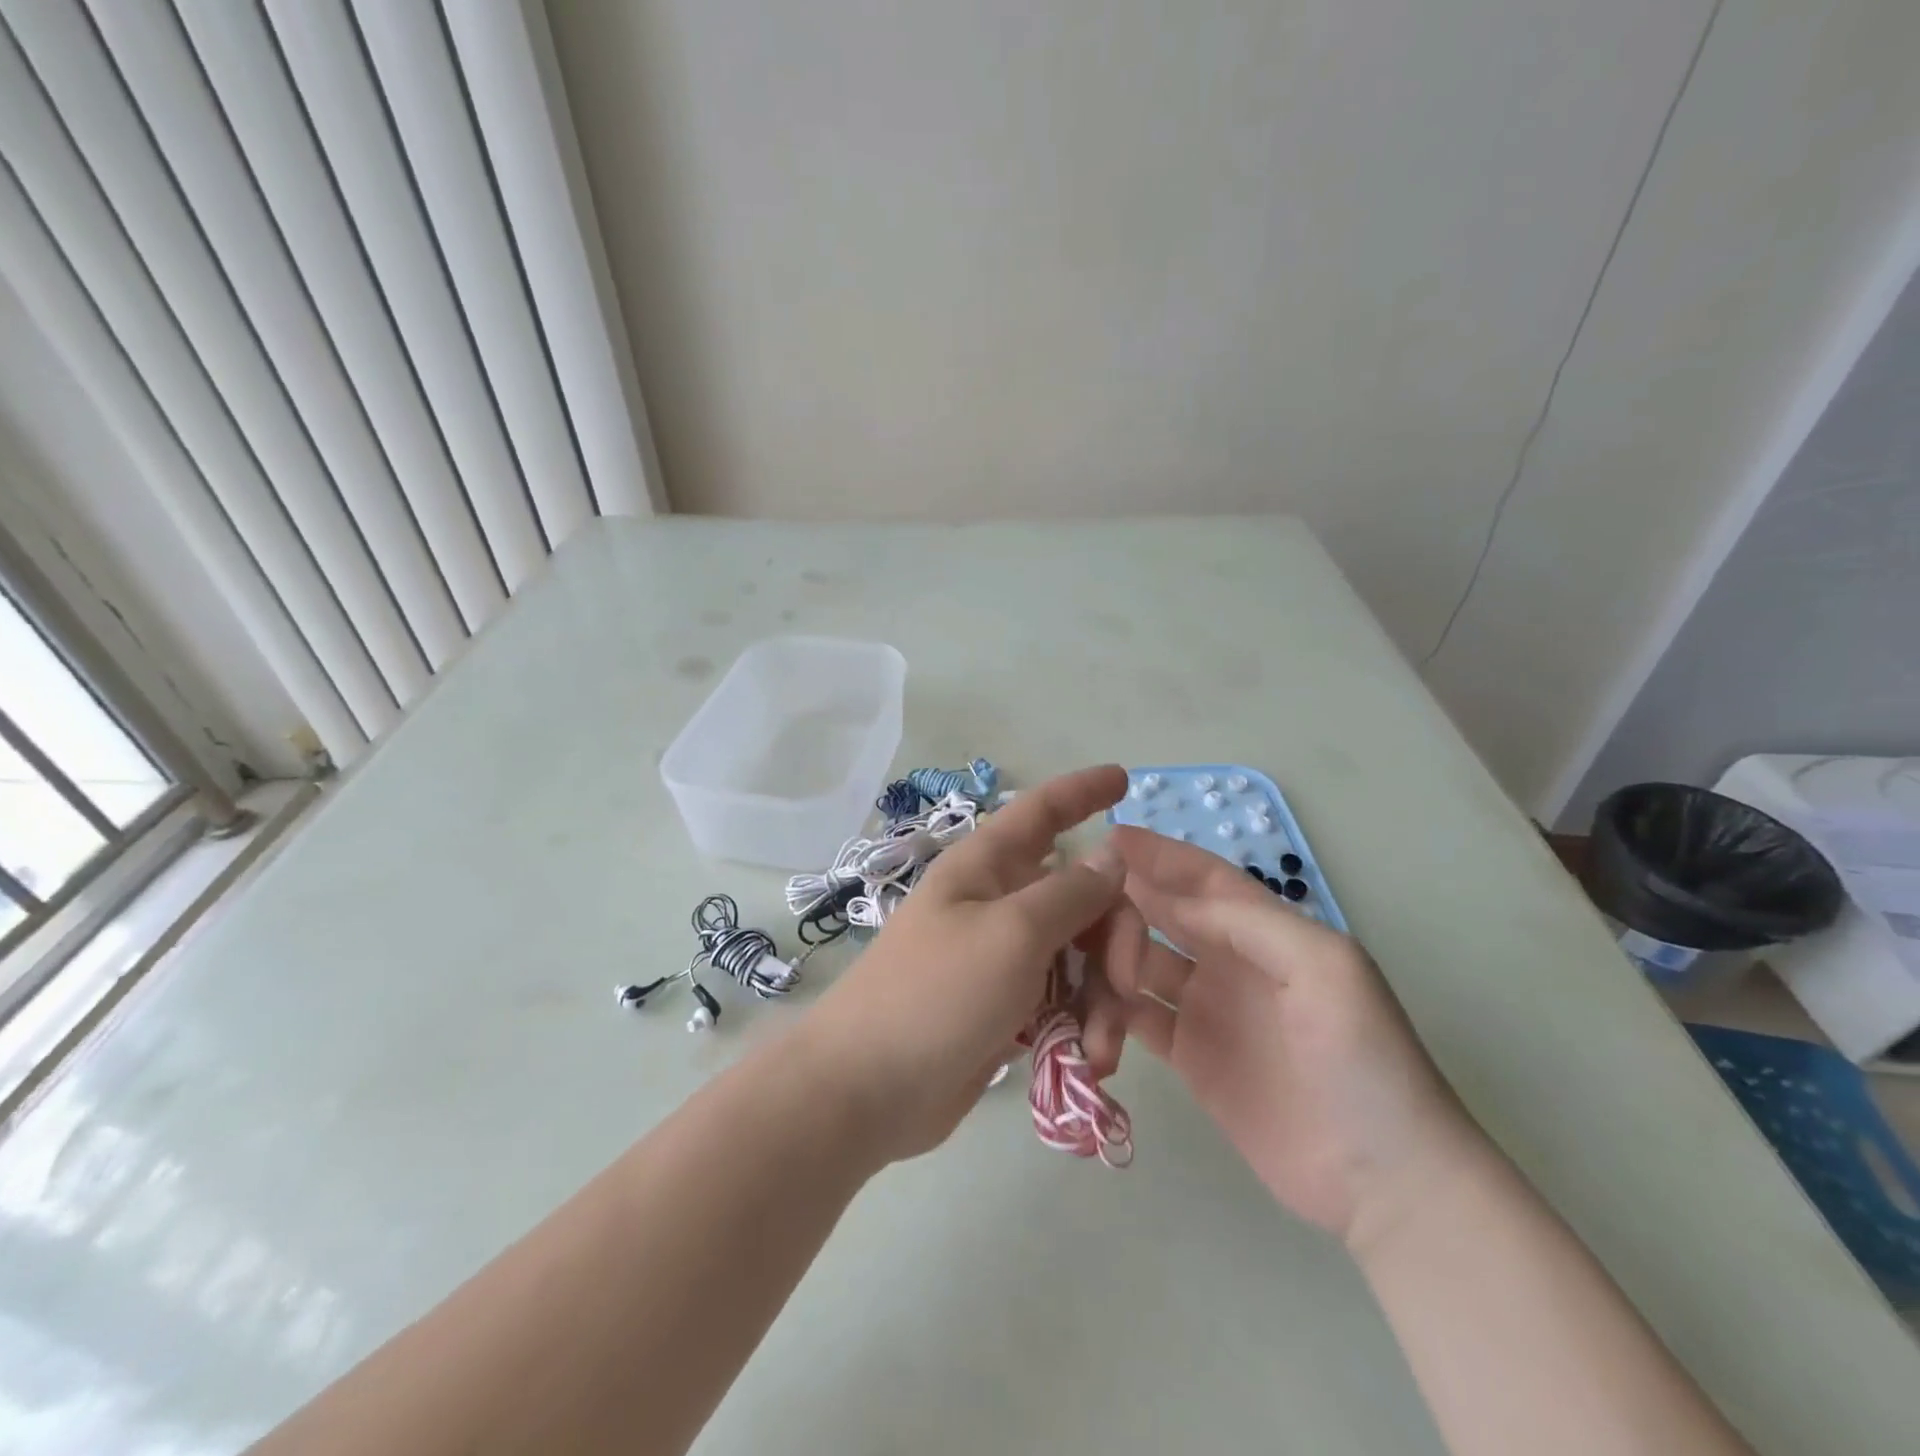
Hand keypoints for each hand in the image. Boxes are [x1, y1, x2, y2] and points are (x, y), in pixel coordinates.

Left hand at [795, 765, 1129, 1163]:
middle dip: (1115, 938)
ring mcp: (1003, 957)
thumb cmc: (937, 994)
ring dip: (1104, 998)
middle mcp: (998, 903)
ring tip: (1100, 1050)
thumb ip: (1070, 893)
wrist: (867, 1089)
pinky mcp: (1007, 1007)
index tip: (1125, 779)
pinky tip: (1087, 1062)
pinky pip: (1065, 1001)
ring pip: (1080, 956)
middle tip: (1127, 984)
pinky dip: (1084, 1026)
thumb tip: (1112, 854)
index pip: (1041, 811)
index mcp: (988, 868)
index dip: (1082, 791)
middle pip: (1081, 896)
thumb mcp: (1012, 934)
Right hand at [1085, 827, 1490, 1248]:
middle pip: (1162, 914)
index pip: (1203, 880)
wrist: (1383, 1180)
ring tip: (1084, 972)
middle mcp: (1230, 960)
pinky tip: (1089, 1019)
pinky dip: (1109, 1013)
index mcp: (1265, 932)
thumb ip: (1246, 922)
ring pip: (1139, 963)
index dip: (1160, 855)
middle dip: (1122, 902)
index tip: (1108, 837)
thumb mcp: (1323, 968)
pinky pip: (1135, 1019)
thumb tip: (1166, 895)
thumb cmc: (1362, 1060)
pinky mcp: (1189, 1056)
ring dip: (1109, 959)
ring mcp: (1206, 1009)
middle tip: (1073, 904)